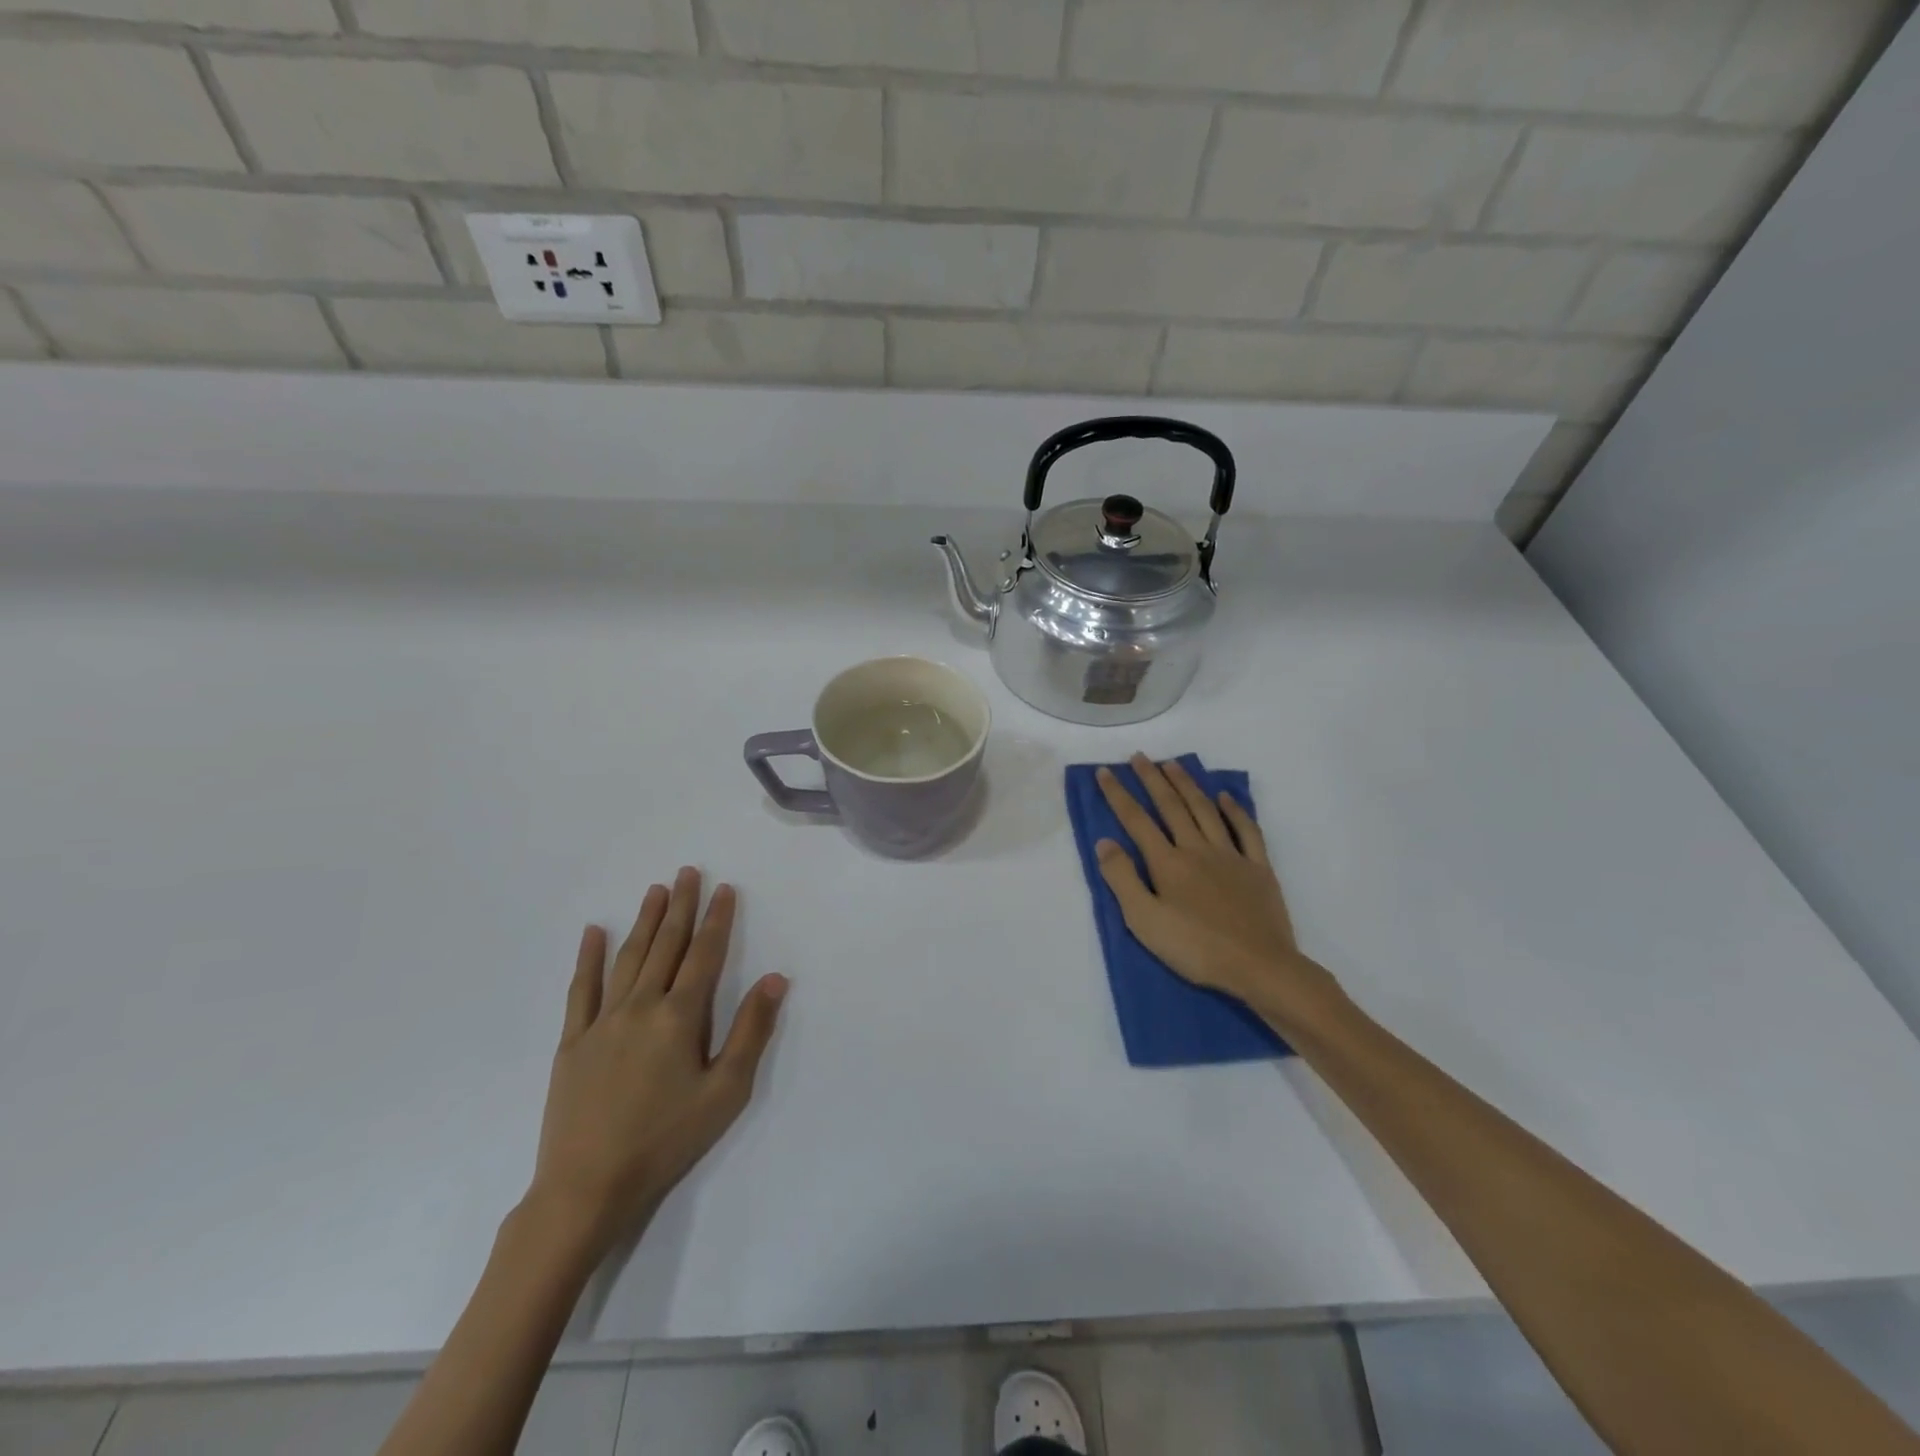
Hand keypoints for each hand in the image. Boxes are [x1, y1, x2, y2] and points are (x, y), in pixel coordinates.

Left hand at [524, 868, 787, 1262]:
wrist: (587, 1187)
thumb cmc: (666, 1139)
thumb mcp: (725, 1091)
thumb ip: (751, 1031)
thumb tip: (776, 979)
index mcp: (680, 1017)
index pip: (704, 955)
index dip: (717, 920)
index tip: (724, 889)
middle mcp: (641, 1006)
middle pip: (665, 946)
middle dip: (680, 906)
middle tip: (688, 871)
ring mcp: (601, 1022)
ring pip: (628, 958)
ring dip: (644, 921)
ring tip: (655, 890)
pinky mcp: (572, 1042)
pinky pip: (580, 990)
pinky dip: (588, 958)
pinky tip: (593, 933)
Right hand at [1095, 754, 1344, 1034]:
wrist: (1260, 966)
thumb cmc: (1195, 948)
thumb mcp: (1144, 921)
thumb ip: (1122, 879)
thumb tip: (1105, 842)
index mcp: (1167, 863)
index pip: (1136, 820)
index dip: (1118, 795)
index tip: (1105, 771)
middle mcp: (1197, 849)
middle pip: (1171, 806)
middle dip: (1152, 779)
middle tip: (1139, 756)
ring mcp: (1231, 856)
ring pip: (1205, 810)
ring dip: (1188, 785)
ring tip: (1173, 764)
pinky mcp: (1258, 868)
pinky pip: (1247, 831)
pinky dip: (1235, 811)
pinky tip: (1225, 797)